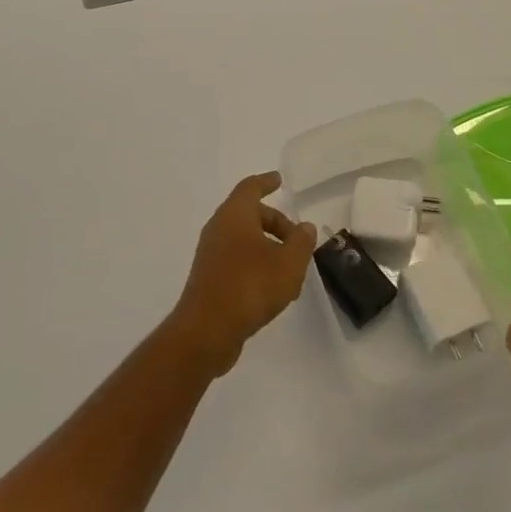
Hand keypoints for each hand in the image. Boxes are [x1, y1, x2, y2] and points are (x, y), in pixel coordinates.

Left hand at [169, 172, 316, 376]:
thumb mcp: (289, 263)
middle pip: (249, 214)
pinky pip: (236, 260)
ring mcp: (210, 254)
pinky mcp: (208, 278)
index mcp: (235, 215)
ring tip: (291, 269)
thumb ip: (301, 242)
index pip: (250, 187)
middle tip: (298, 240)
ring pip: (243, 239)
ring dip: (267, 247)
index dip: (266, 182)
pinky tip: (273, 289)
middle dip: (275, 223)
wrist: (206, 331)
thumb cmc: (250, 287)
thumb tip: (304, 227)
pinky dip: (255, 264)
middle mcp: (218, 228)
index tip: (279, 180)